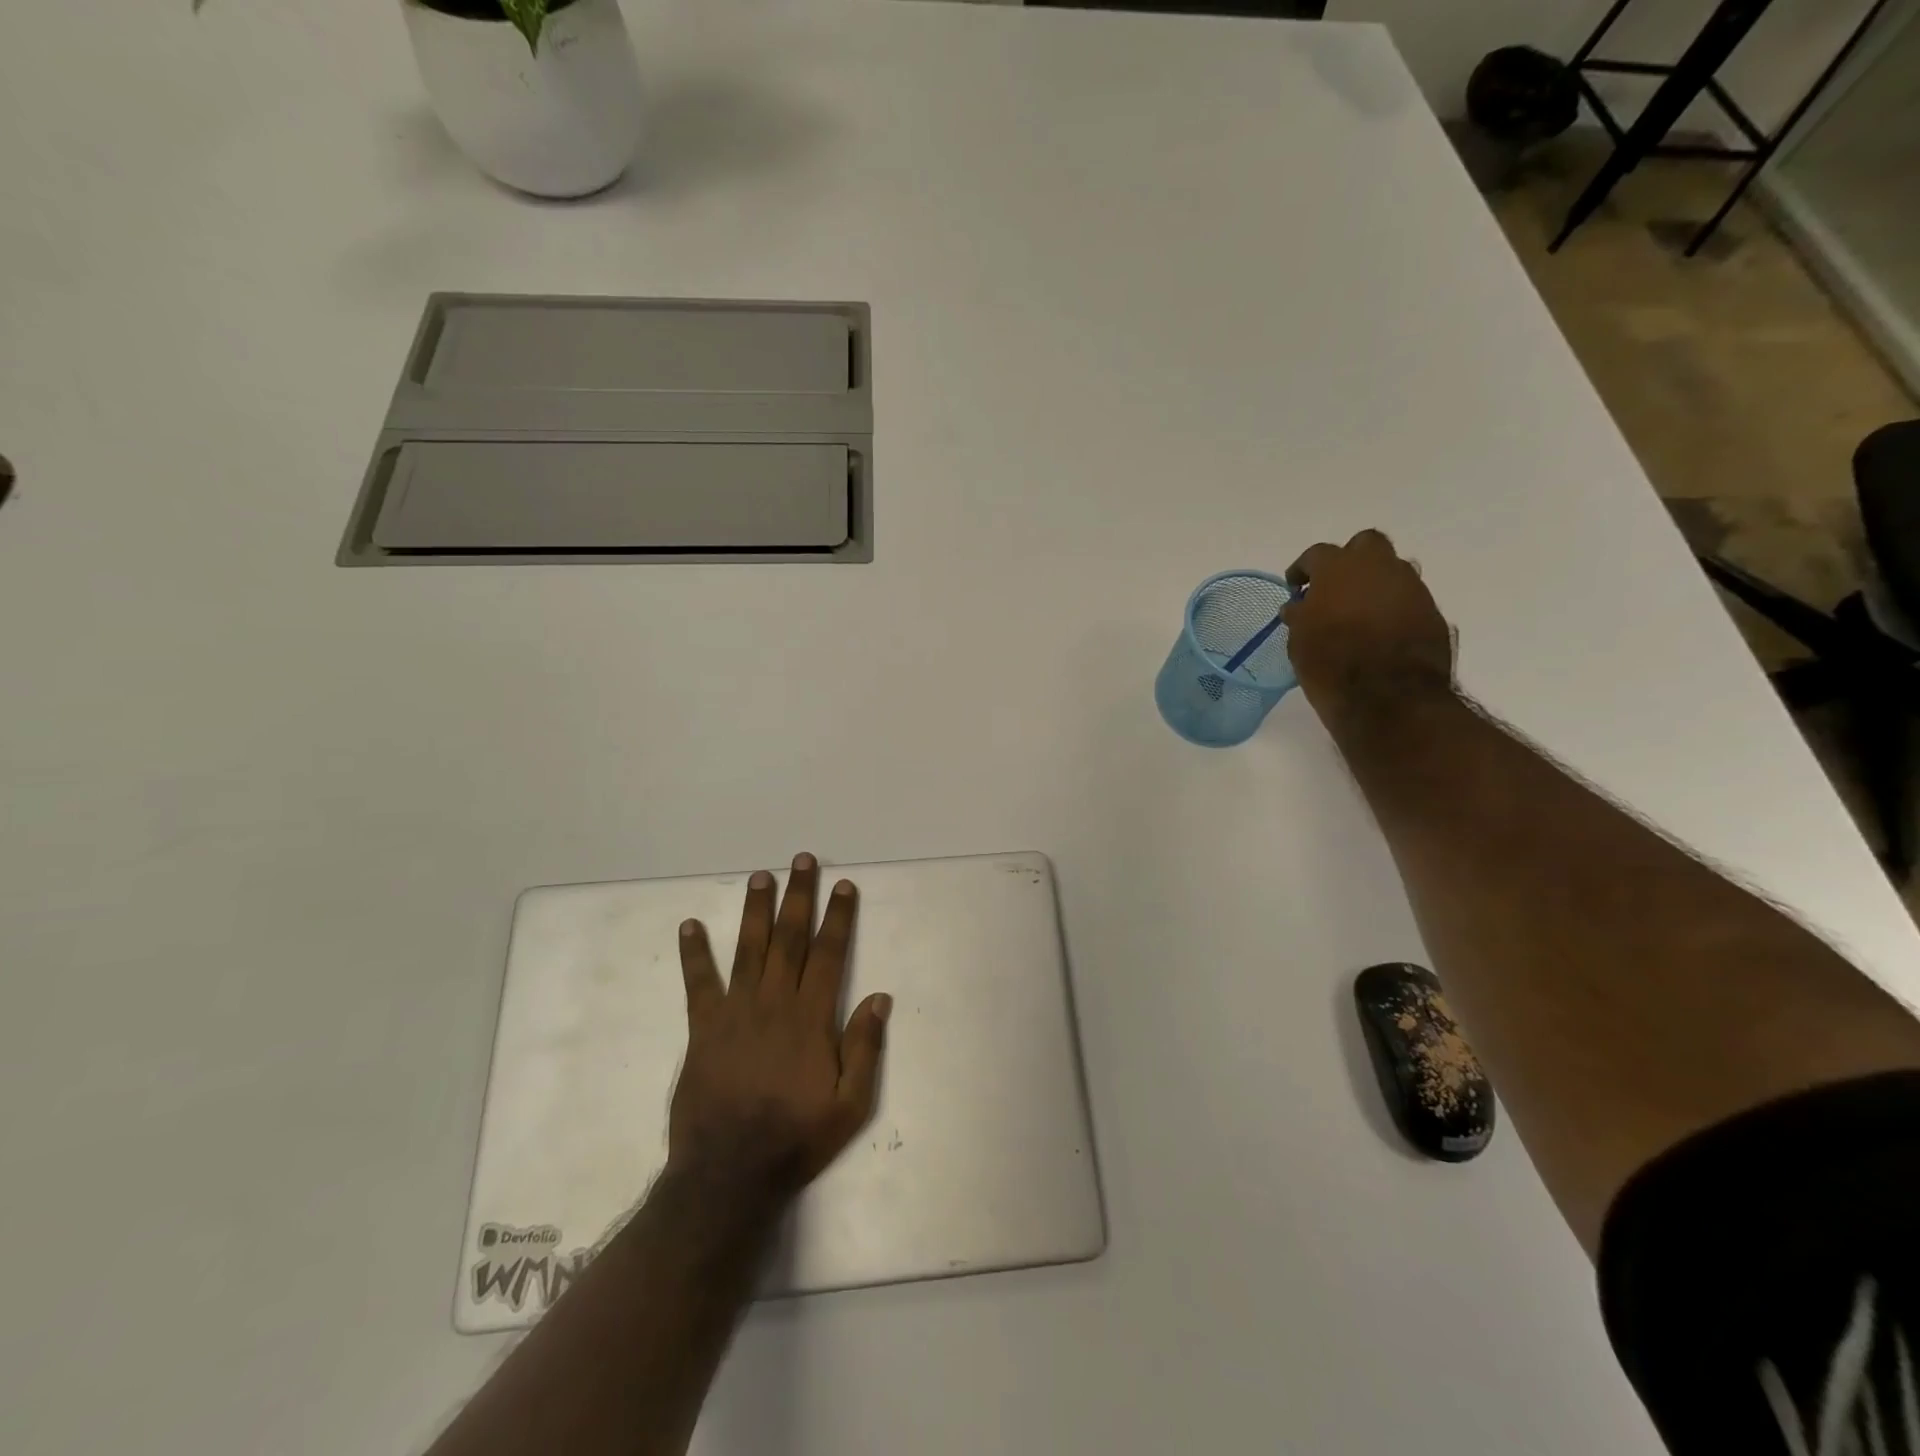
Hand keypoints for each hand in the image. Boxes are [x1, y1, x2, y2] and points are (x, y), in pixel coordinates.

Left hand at [670, 853, 891, 1198]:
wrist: (729, 1173)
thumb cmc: (796, 1138)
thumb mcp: (850, 1105)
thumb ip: (865, 1048)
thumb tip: (880, 997)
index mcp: (811, 1017)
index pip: (829, 954)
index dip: (838, 917)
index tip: (843, 886)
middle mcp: (774, 1002)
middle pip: (790, 938)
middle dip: (798, 896)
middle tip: (802, 861)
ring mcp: (736, 1011)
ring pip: (749, 948)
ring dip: (756, 910)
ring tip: (760, 876)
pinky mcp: (704, 1028)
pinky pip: (699, 983)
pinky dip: (694, 953)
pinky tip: (690, 926)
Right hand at [1283, 530, 1453, 717]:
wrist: (1389, 698)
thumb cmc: (1330, 665)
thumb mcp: (1299, 641)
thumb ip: (1300, 616)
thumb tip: (1299, 606)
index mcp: (1339, 568)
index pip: (1316, 555)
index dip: (1303, 570)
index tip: (1296, 587)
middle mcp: (1379, 567)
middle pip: (1366, 544)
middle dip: (1350, 560)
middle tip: (1335, 587)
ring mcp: (1412, 587)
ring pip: (1392, 570)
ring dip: (1375, 583)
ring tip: (1359, 612)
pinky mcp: (1433, 612)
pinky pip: (1408, 599)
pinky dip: (1394, 608)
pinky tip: (1382, 632)